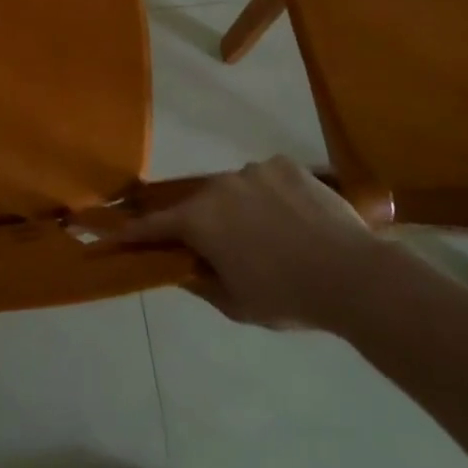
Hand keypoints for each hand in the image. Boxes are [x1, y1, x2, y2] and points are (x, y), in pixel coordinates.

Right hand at [118, 157, 389, 329]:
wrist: (353, 276)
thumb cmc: (287, 296)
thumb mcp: (235, 303)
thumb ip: (200, 282)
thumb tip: (181, 268)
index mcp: (200, 219)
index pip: (154, 225)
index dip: (133, 231)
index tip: (114, 233)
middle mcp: (218, 185)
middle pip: (198, 205)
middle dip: (202, 225)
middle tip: (222, 249)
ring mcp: (253, 170)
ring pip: (234, 190)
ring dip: (239, 209)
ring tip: (270, 236)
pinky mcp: (285, 164)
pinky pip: (266, 178)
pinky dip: (269, 195)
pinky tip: (292, 218)